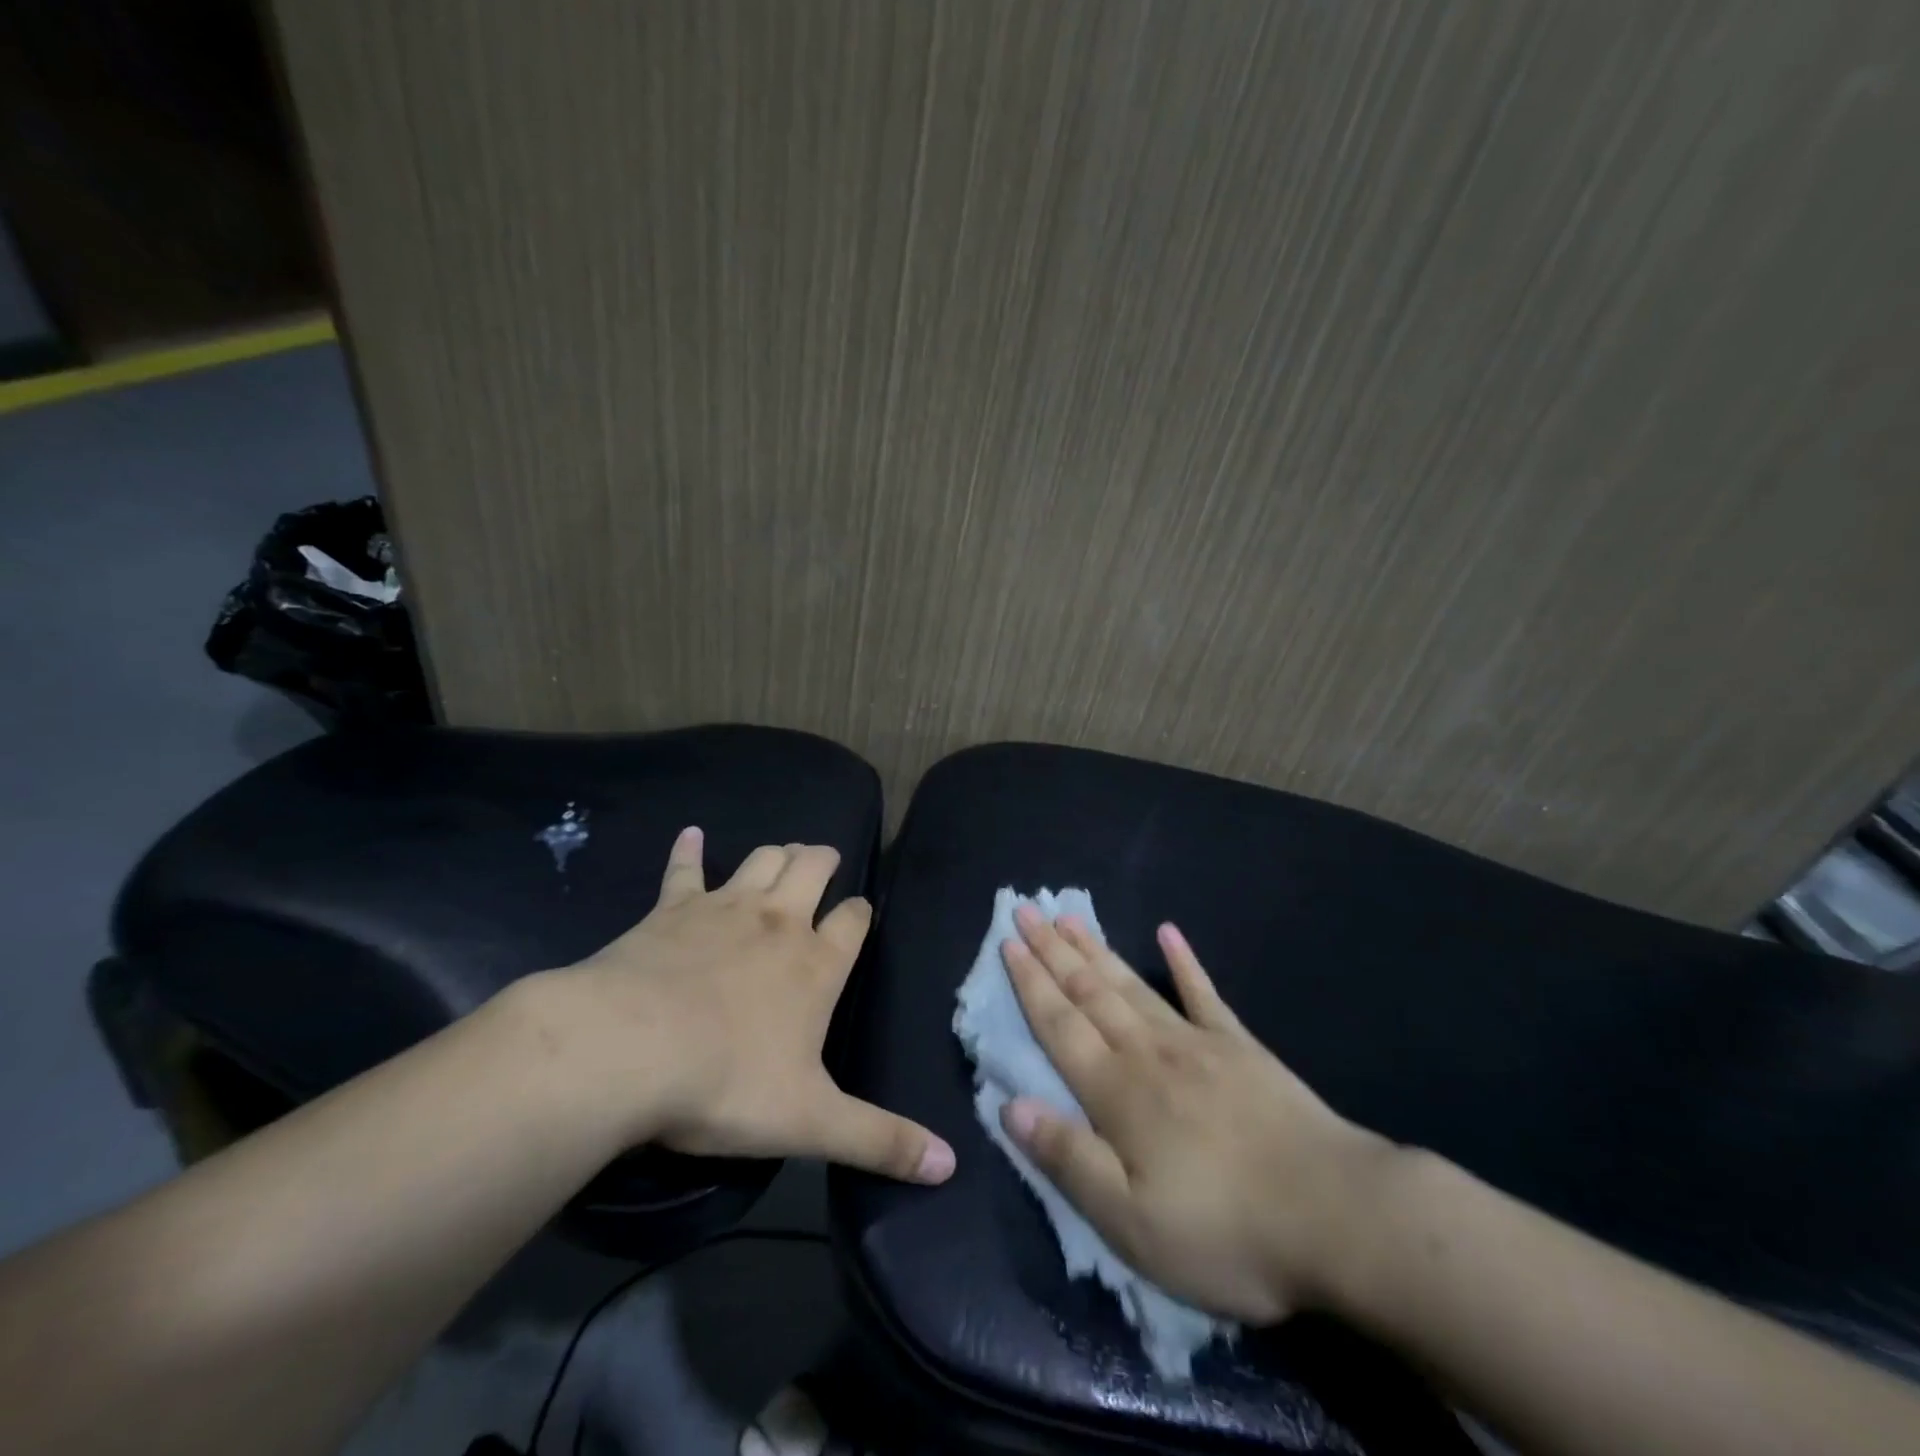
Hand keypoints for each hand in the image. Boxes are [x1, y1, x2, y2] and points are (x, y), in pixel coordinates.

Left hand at [530, 828, 954, 1184]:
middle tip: (826, 861)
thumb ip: (882, 1141)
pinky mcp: (670, 910)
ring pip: (762, 860)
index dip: (860, 915)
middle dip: (824, 861)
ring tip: (785, 854)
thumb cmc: (725, 1084)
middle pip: (812, 869)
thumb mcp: (811, 1123)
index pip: (853, 921)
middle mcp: (777, 922)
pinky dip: (689, 851)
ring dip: (777, 853)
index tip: (859, 916)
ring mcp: (723, 909)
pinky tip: (692, 835)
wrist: (626, 1051)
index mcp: (816, 963)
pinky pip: (684, 870)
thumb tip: (950, 1166)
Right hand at [998, 909, 1392, 1321]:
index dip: (1030, 983)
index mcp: (1117, 1093)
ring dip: (1096, 949)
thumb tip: (1010, 1106)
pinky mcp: (1241, 1048)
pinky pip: (1204, 995)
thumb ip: (1068, 1159)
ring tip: (1069, 917)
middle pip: (1089, 991)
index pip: (1059, 1025)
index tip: (1008, 942)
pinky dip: (1184, 962)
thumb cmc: (1226, 1231)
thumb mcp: (1131, 1222)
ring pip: (1131, 985)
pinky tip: (1170, 933)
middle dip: (1053, 950)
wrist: (1338, 1217)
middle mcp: (1148, 1053)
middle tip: (1027, 908)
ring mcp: (1197, 1043)